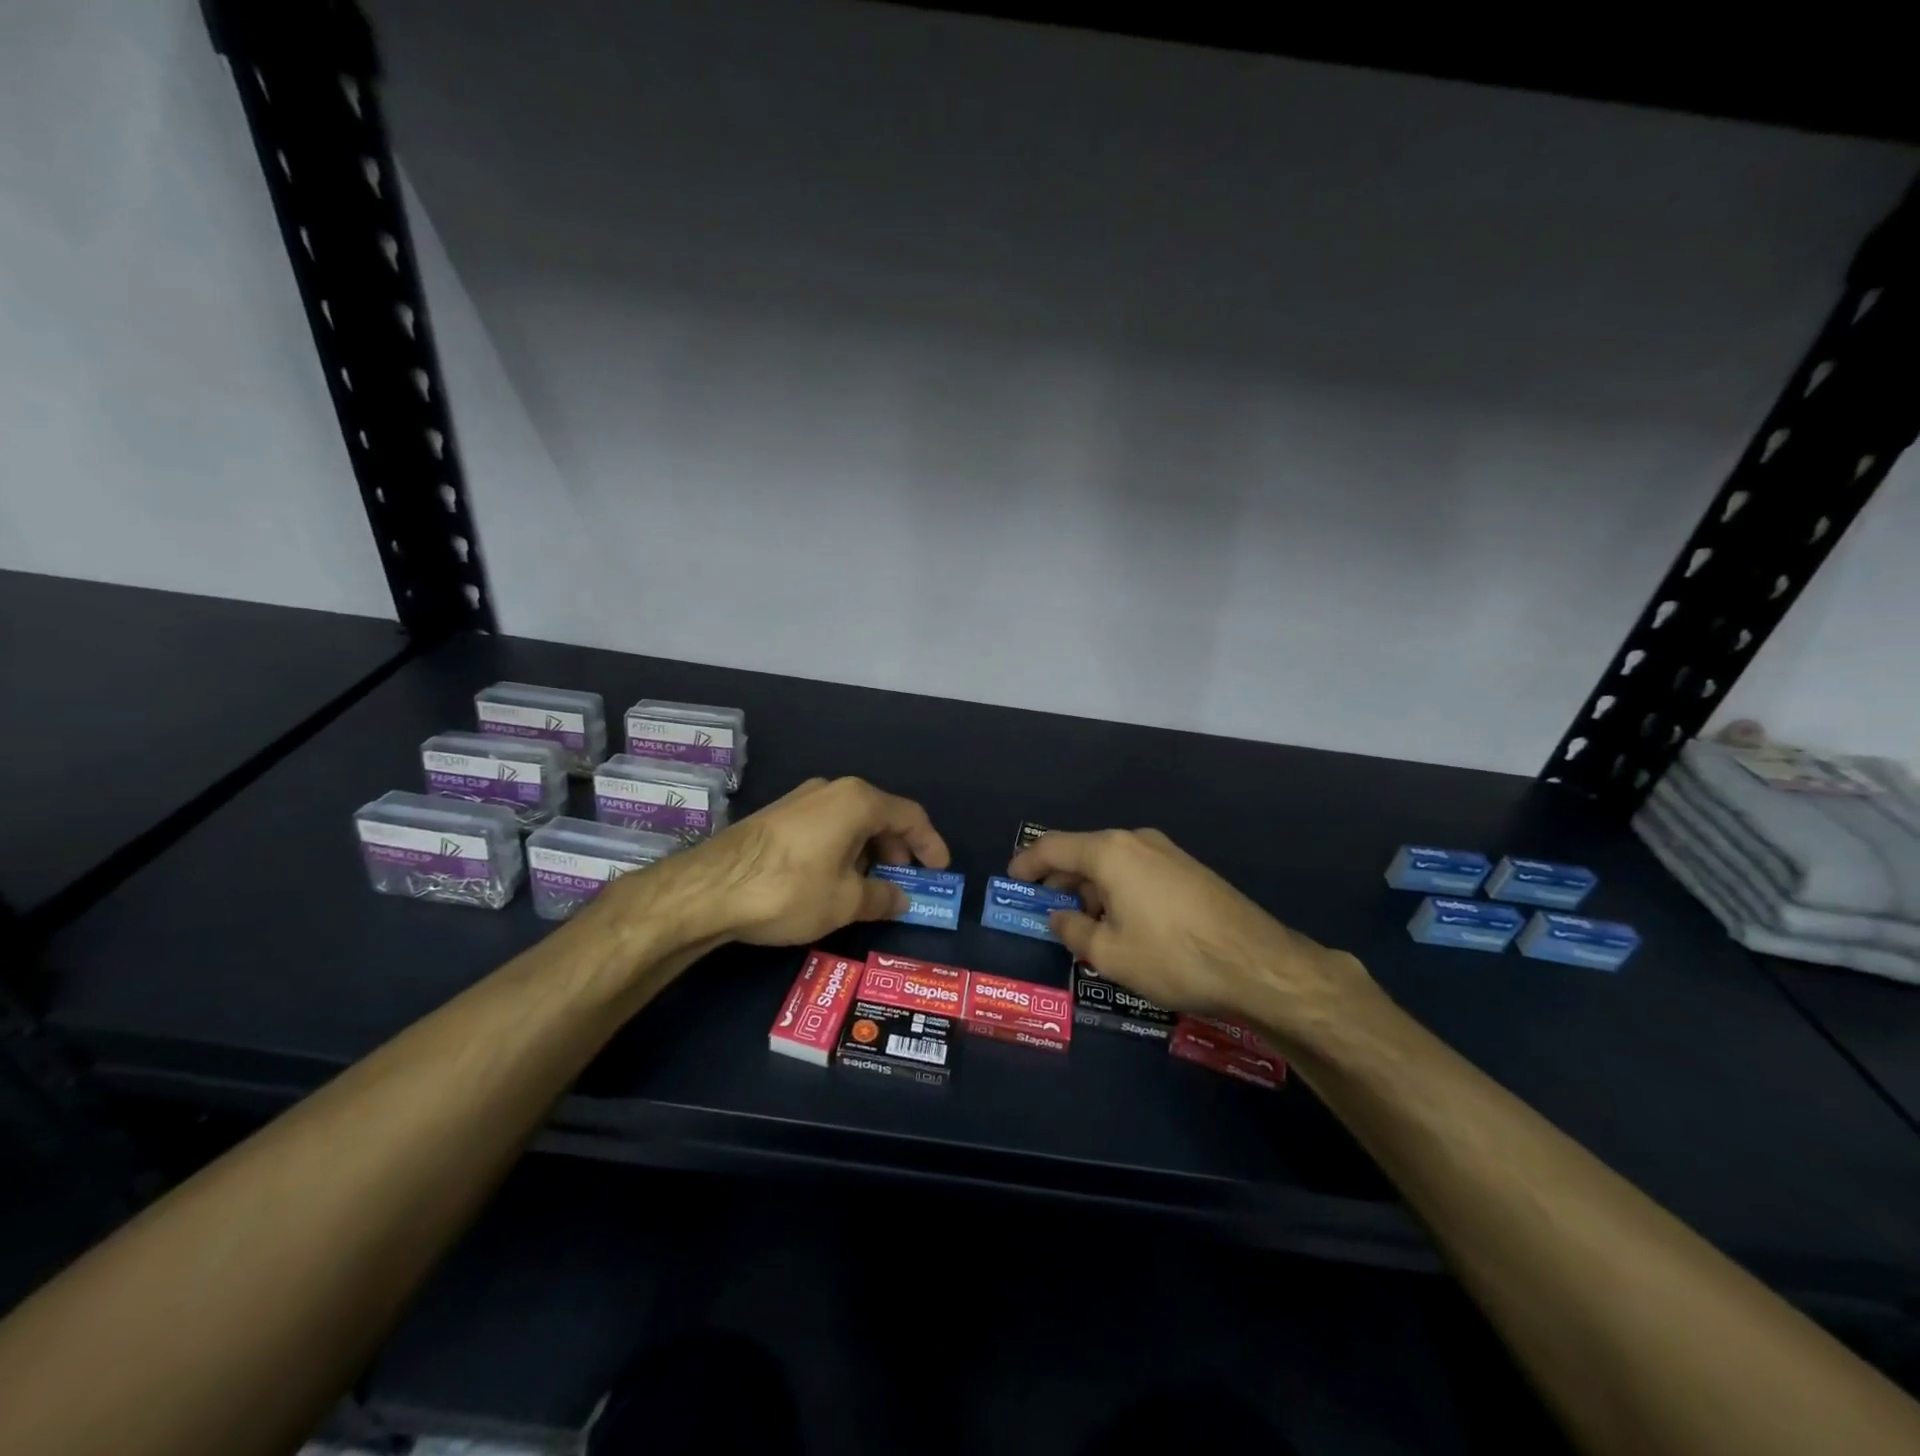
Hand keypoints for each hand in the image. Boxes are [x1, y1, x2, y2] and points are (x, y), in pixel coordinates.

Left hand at [662, 776, 949, 946]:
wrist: (710, 887)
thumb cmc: (791, 889)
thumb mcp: (846, 902)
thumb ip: (882, 897)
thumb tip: (902, 899)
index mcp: (858, 801)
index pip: (910, 816)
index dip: (930, 843)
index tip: (940, 870)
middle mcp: (831, 790)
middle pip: (879, 815)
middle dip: (898, 850)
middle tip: (904, 882)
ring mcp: (801, 799)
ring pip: (850, 822)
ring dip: (868, 852)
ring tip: (868, 887)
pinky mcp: (777, 815)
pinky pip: (825, 827)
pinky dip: (841, 850)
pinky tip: (832, 880)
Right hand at [1008, 829, 1378, 1039]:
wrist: (1258, 963)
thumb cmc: (1173, 957)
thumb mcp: (1110, 954)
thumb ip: (1074, 932)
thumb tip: (1058, 918)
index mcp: (1109, 852)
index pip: (1052, 847)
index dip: (1026, 864)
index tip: (1010, 882)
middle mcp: (1135, 841)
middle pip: (1082, 853)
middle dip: (1058, 881)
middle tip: (1043, 912)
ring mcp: (1166, 852)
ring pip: (1111, 864)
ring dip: (1090, 890)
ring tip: (1083, 926)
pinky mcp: (1188, 869)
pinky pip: (1137, 872)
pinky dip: (1117, 891)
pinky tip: (1121, 924)